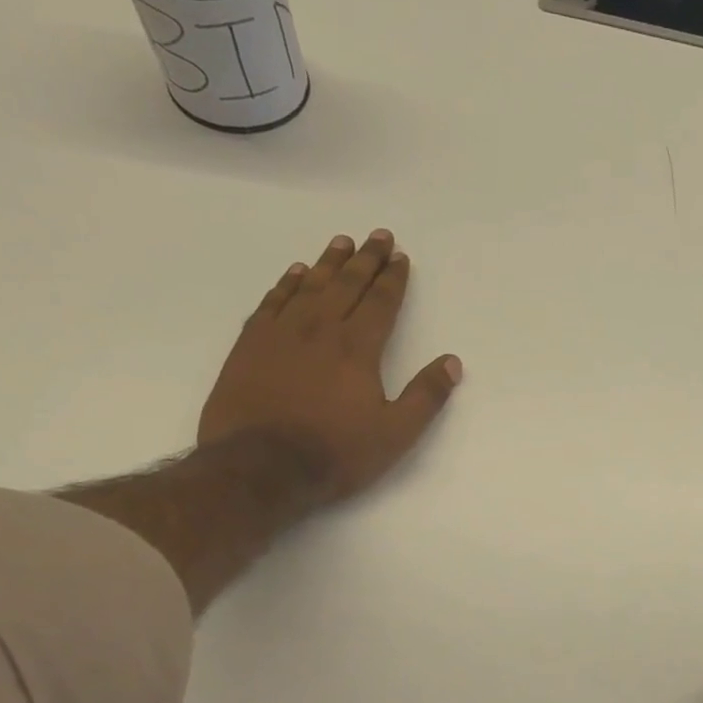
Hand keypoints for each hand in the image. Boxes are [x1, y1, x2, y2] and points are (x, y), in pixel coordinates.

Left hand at [198, 230, 461, 502]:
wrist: (259, 467)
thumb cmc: (335, 453)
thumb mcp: (396, 434)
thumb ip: (426, 396)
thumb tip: (453, 362)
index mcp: (357, 349)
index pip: (380, 303)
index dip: (393, 279)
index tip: (401, 257)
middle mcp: (319, 330)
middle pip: (346, 285)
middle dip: (366, 259)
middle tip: (378, 235)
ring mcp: (280, 334)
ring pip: (308, 287)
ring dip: (327, 262)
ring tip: (341, 242)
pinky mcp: (250, 346)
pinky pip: (271, 302)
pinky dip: (285, 284)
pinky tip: (294, 273)